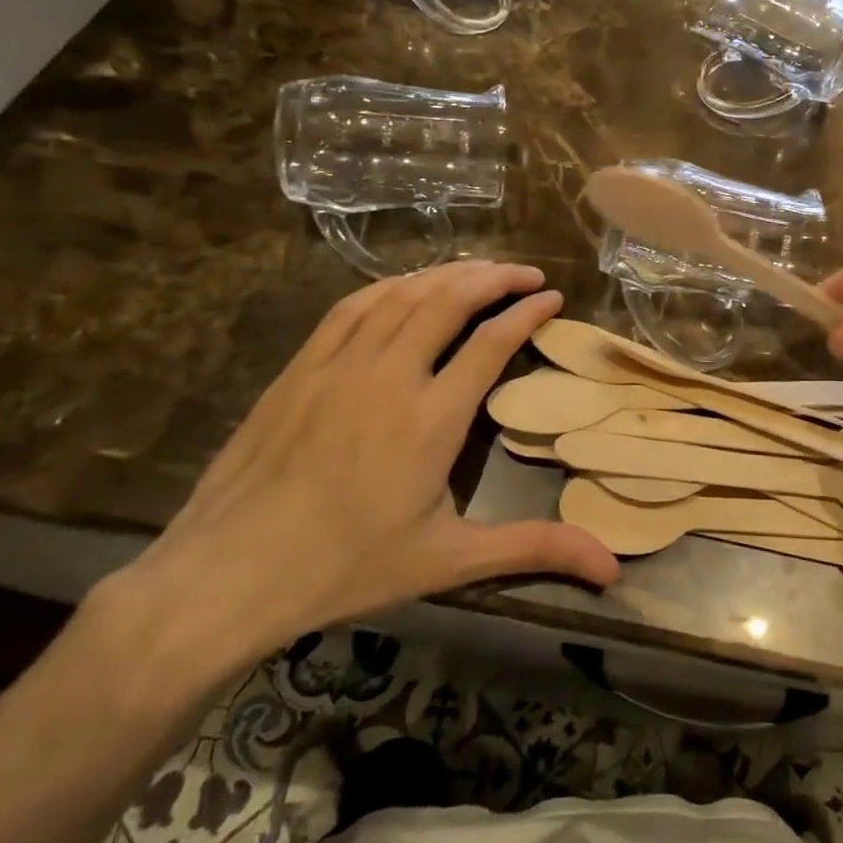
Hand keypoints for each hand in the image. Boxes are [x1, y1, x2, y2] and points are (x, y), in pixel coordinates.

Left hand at [117, 262, 619, 658]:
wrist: (230, 572)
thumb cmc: (347, 567)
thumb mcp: (449, 560)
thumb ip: (533, 549)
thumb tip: (612, 565)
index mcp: (431, 418)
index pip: (491, 341)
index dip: (527, 311)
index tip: (552, 297)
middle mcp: (390, 375)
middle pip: (449, 299)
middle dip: (495, 276)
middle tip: (526, 273)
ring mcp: (339, 364)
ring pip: (402, 294)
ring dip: (447, 273)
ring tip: (479, 270)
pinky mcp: (301, 367)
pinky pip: (353, 306)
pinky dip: (391, 286)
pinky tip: (406, 286)